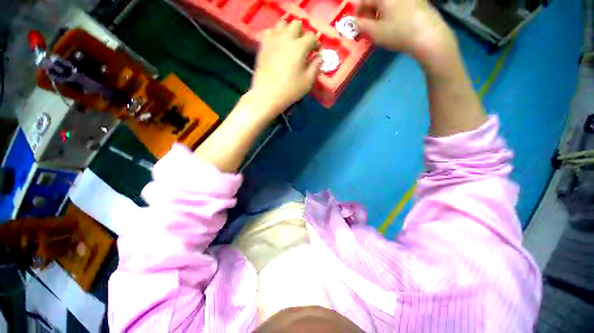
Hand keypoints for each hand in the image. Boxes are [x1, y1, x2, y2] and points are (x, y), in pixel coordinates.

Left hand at [250, 21, 321, 113]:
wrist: (267, 95)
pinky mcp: (263, 45)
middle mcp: (286, 38)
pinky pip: (270, 32)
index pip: (312, 37)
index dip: (316, 44)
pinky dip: (275, 35)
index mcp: (299, 47)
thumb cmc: (290, 90)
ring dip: (289, 31)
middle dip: (303, 33)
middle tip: (303, 46)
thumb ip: (316, 67)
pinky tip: (277, 44)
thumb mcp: (308, 82)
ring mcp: (273, 40)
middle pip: (297, 24)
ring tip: (290, 43)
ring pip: (282, 24)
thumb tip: (319, 57)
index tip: (316, 52)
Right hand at [357, 0, 455, 62]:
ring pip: (386, 3)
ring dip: (379, 12)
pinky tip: (392, 23)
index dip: (357, 11)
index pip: (364, 0)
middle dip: (368, 11)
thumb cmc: (399, 33)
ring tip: (379, 27)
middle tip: (367, 26)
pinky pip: (397, 4)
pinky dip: (390, 12)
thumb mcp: (376, 33)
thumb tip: (354, 22)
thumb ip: (362, 26)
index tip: (355, 24)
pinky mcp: (416, 1)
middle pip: (376, 0)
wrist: (428, 36)